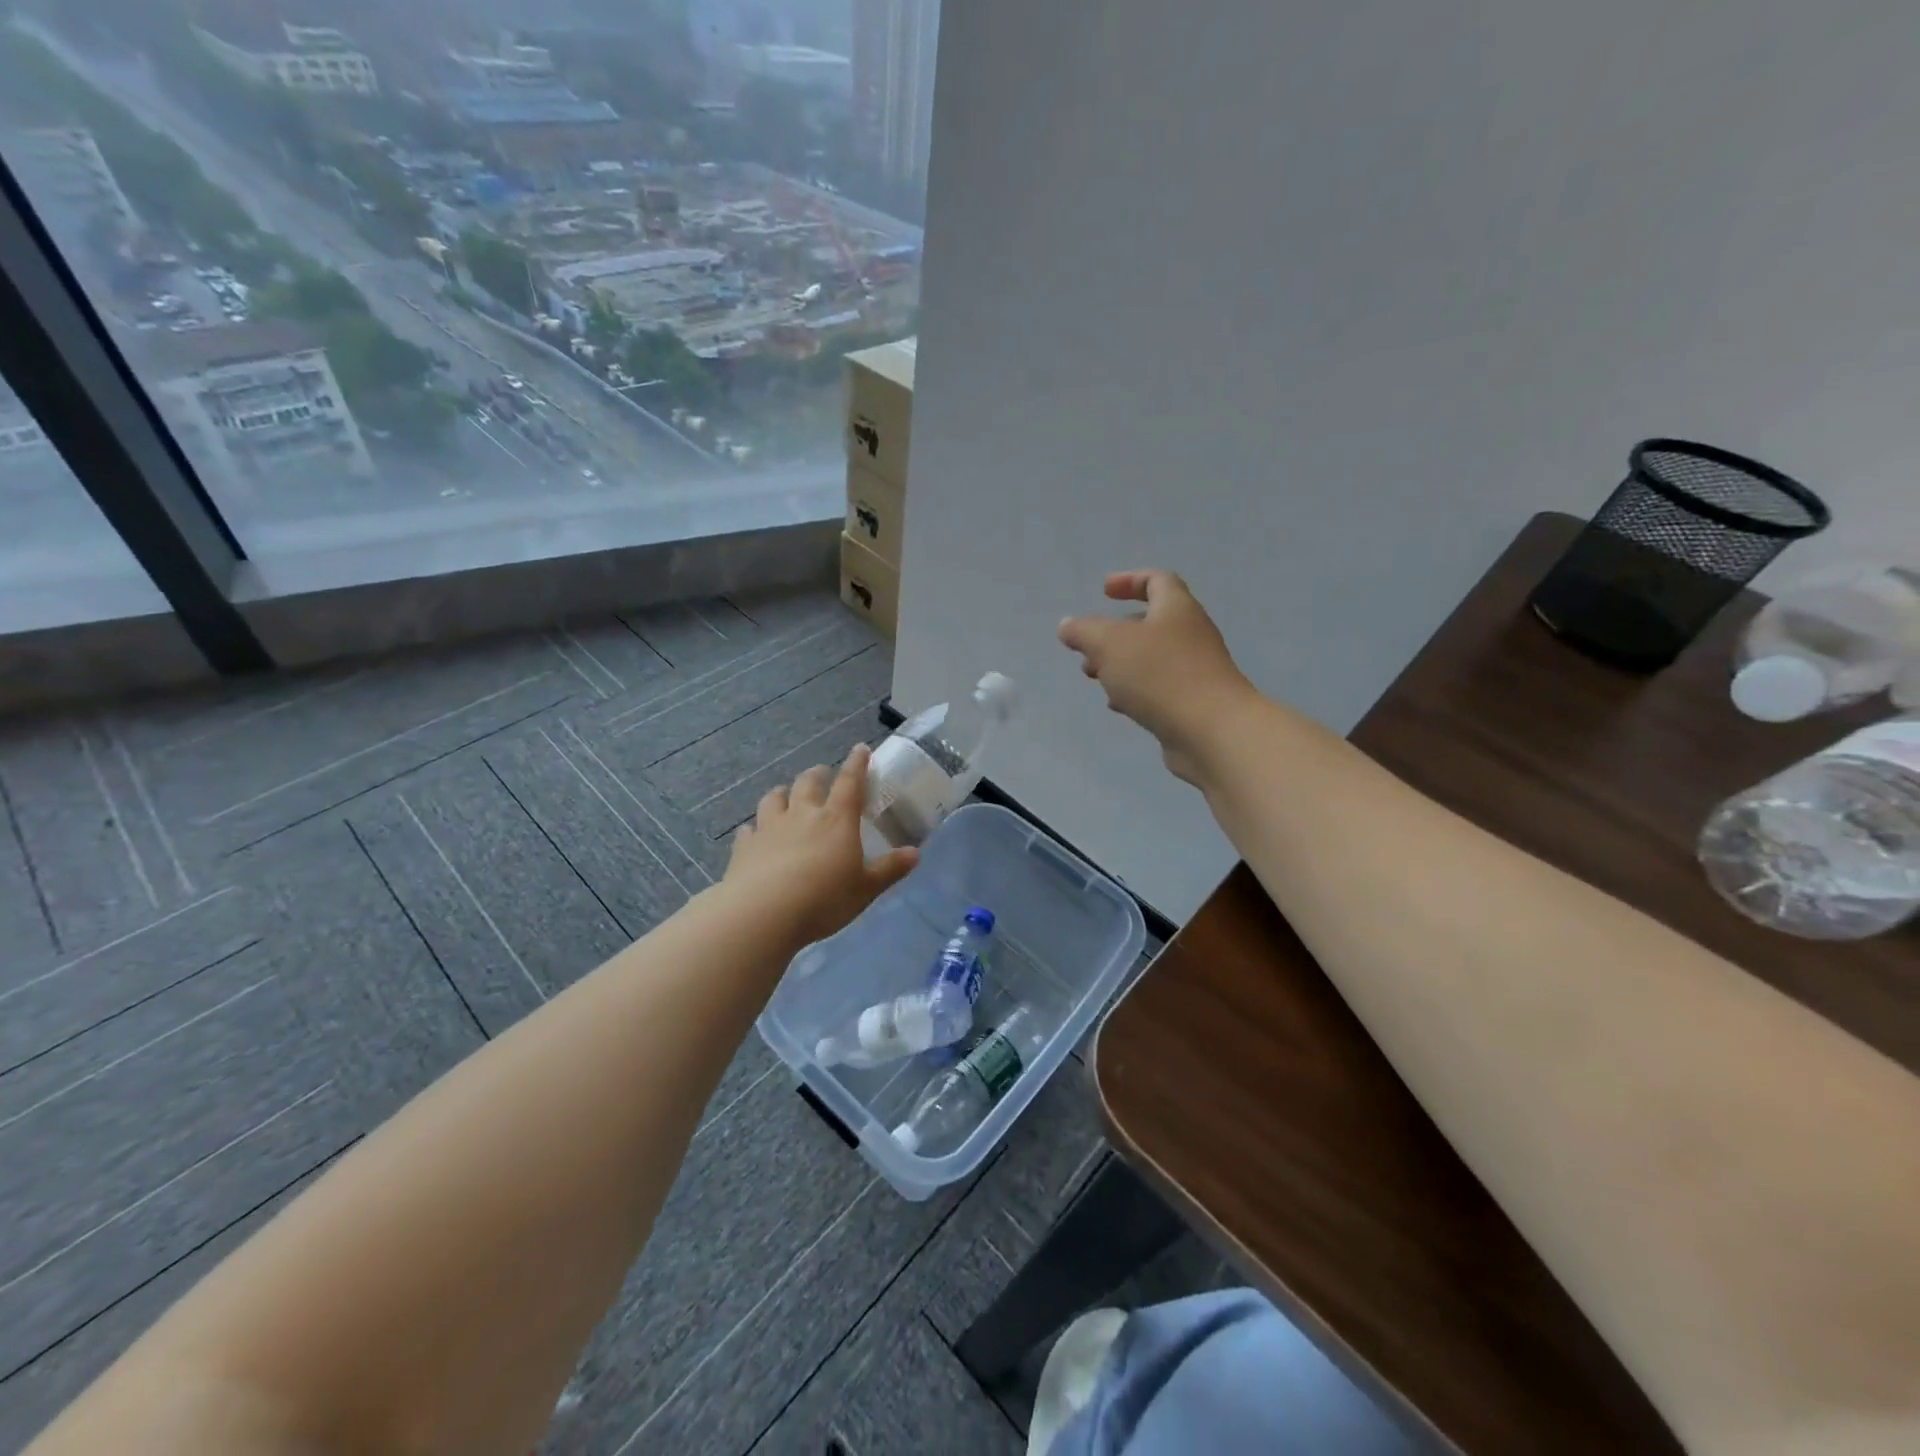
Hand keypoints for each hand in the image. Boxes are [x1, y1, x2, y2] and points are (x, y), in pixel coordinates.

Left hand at [723, 744, 918, 944]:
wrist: (763, 914)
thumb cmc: (823, 899)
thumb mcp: (865, 889)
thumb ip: (889, 869)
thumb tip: (915, 853)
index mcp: (836, 820)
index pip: (850, 783)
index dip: (857, 764)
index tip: (860, 749)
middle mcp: (802, 815)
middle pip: (807, 784)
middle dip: (816, 774)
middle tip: (821, 772)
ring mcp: (769, 828)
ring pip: (773, 799)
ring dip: (781, 793)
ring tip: (784, 793)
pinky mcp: (745, 847)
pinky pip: (748, 830)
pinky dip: (753, 828)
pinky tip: (752, 833)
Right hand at [1058, 570, 1257, 784]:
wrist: (1211, 731)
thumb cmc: (1160, 675)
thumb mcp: (1109, 644)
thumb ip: (1083, 631)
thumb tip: (1067, 626)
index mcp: (1176, 609)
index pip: (1157, 580)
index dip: (1129, 580)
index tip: (1103, 592)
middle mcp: (1190, 634)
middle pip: (1150, 623)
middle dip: (1114, 634)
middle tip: (1088, 651)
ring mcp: (1195, 670)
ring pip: (1151, 659)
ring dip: (1120, 665)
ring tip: (1095, 680)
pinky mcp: (1193, 702)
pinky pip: (1159, 688)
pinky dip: (1135, 691)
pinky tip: (1120, 707)